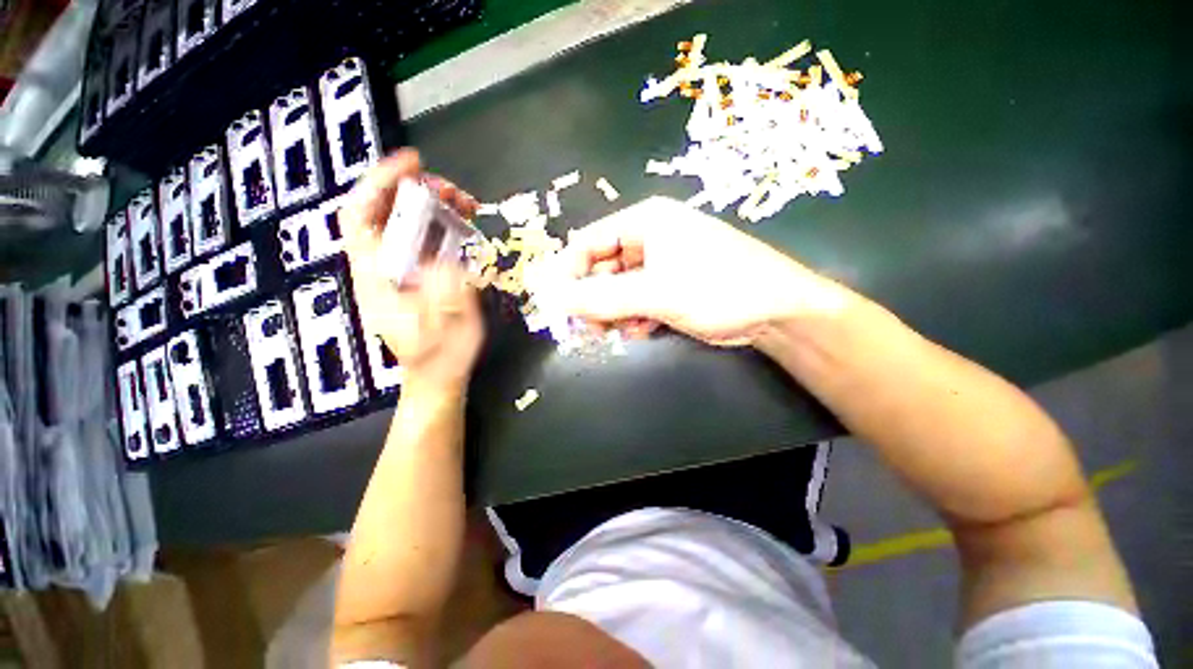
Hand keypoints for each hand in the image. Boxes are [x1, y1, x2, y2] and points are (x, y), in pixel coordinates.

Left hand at [340, 149, 483, 393]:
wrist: (437, 373)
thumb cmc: (438, 354)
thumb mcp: (445, 326)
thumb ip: (446, 293)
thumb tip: (449, 259)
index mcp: (376, 275)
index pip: (360, 215)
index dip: (379, 183)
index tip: (412, 164)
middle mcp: (382, 265)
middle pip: (385, 211)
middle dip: (416, 191)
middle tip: (453, 191)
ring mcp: (401, 268)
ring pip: (407, 222)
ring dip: (434, 206)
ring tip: (465, 205)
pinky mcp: (418, 274)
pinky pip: (425, 239)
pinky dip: (443, 225)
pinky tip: (464, 226)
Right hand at [553, 196, 848, 346]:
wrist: (776, 311)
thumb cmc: (718, 288)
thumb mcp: (655, 292)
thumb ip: (602, 297)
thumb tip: (554, 299)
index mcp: (645, 222)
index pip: (588, 242)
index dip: (569, 273)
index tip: (559, 305)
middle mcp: (649, 237)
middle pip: (601, 267)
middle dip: (594, 298)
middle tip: (592, 326)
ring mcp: (660, 263)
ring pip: (617, 288)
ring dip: (614, 312)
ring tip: (622, 330)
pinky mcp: (670, 286)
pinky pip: (636, 300)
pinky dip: (633, 316)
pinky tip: (643, 330)